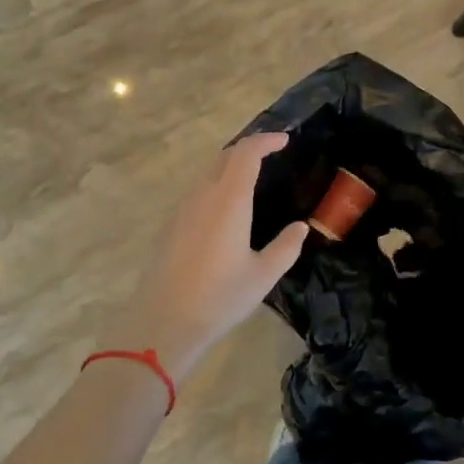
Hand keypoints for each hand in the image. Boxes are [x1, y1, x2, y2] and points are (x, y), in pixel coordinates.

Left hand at [108, 133, 307, 376]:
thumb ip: (286, 247)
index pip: (247, 153)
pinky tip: (227, 209)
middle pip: (226, 156)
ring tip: (252, 179)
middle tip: (271, 155)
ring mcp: (183, 208)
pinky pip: (198, 191)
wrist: (163, 322)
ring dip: (231, 166)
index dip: (266, 141)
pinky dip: (217, 185)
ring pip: (209, 173)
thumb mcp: (263, 275)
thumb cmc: (219, 297)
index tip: (285, 141)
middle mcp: (203, 195)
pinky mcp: (171, 225)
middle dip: (249, 149)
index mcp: (229, 200)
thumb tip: (300, 228)